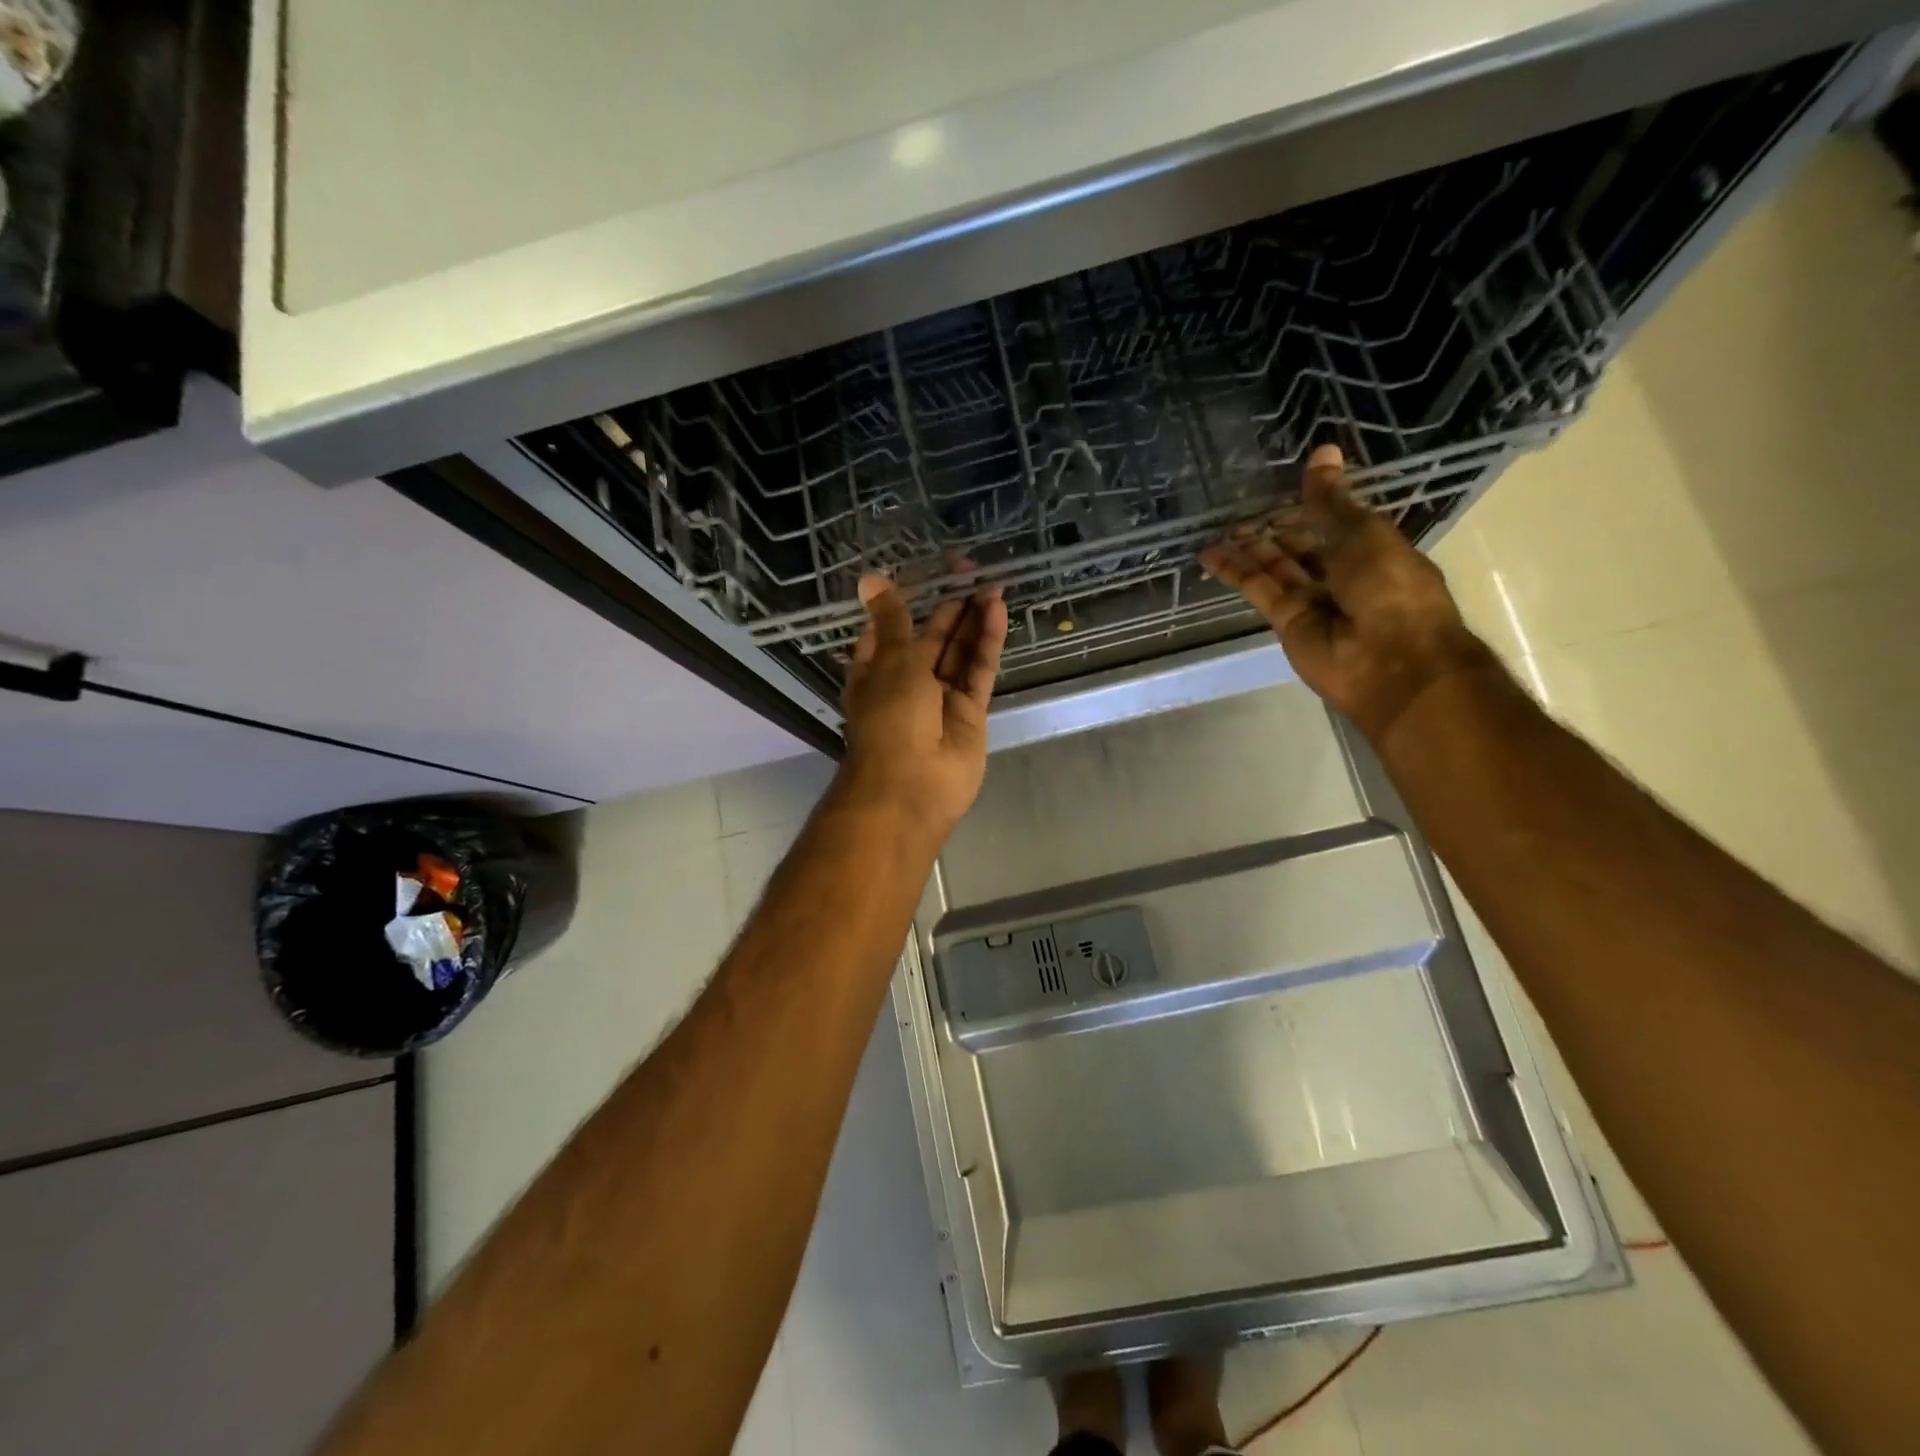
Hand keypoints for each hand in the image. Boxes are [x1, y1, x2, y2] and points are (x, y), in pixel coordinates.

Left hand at [838, 576, 1008, 837]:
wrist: (912, 785)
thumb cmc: (890, 717)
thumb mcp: (890, 659)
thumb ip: (892, 619)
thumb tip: (870, 578)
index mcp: (876, 671)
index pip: (890, 630)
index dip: (907, 604)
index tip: (927, 574)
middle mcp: (908, 683)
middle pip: (931, 639)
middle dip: (949, 610)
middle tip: (971, 573)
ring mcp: (941, 699)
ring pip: (959, 653)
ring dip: (973, 622)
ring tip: (992, 585)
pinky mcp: (970, 712)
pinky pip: (979, 670)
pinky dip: (988, 642)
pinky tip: (998, 610)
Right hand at [1199, 444, 1495, 742]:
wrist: (1390, 660)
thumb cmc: (1390, 586)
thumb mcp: (1362, 533)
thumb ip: (1330, 500)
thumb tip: (1322, 452)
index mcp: (1372, 549)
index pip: (1335, 522)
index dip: (1310, 505)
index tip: (1283, 485)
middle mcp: (1342, 574)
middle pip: (1301, 546)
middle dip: (1275, 528)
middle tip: (1240, 506)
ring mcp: (1312, 600)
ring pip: (1275, 567)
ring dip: (1250, 548)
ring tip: (1219, 527)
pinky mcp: (1286, 621)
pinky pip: (1258, 590)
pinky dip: (1234, 573)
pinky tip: (1210, 554)